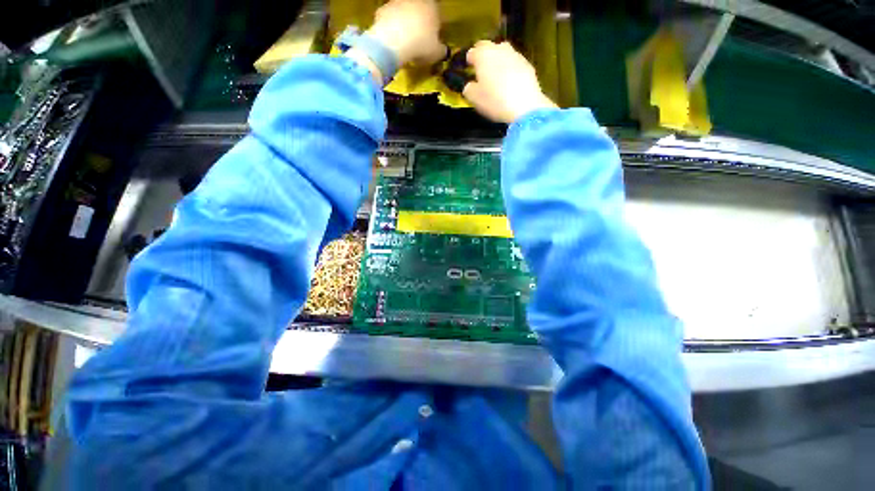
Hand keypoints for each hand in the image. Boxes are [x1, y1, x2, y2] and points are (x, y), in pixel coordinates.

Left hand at [367, 0, 445, 65]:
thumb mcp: (437, 53)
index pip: (436, 15)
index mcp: (432, 7)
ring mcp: (397, 2)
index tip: (431, 41)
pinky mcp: (383, 9)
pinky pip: (389, 19)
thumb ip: (442, 50)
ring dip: (404, 24)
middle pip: (419, 11)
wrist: (393, 42)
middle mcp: (415, 0)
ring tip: (404, 42)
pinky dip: (391, 28)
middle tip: (418, 41)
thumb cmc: (421, 45)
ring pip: (404, 13)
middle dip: (419, 24)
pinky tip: (392, 41)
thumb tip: (443, 51)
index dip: (434, 28)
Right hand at [463, 41, 556, 122]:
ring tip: (496, 76)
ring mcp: (515, 55)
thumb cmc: (494, 101)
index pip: (472, 51)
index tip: (467, 68)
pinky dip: (510, 69)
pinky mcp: (527, 65)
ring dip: (498, 61)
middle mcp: (499, 49)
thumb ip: (468, 88)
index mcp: (483, 55)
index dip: (468, 60)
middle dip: (484, 56)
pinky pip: (514, 64)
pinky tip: (509, 83)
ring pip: (503, 54)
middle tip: (482, 70)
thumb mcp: (474, 98)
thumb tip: (469, 85)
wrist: (524, 106)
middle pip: (489, 48)